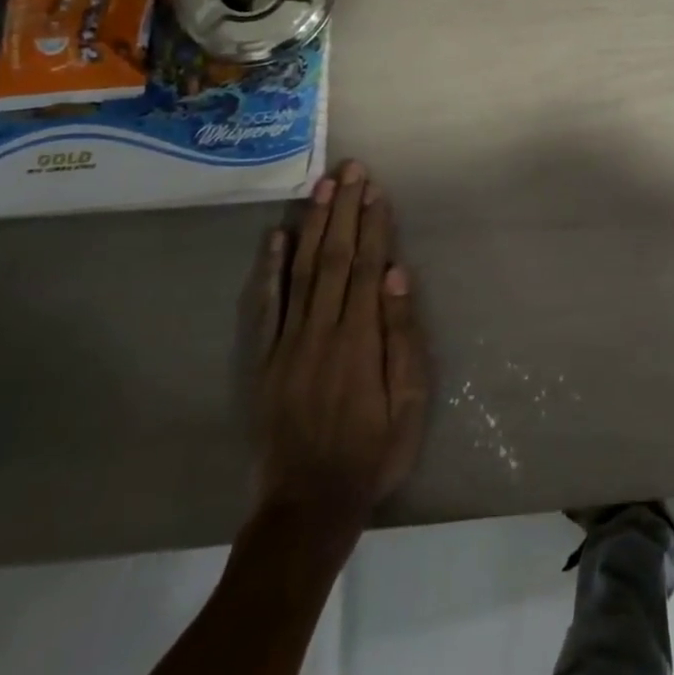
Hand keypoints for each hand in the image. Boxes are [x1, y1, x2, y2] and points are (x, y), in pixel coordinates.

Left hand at [246, 160, 430, 520]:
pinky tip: (276, 238)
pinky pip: (265, 307)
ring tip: (322, 187)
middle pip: (333, 258)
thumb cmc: (372, 451)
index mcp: (360, 340)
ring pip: (301, 271)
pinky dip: (269, 270)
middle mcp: (321, 331)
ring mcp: (287, 344)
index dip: (373, 225)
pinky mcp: (263, 360)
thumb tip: (396, 276)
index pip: (366, 267)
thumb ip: (402, 337)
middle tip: (351, 169)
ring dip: (313, 225)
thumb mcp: (409, 402)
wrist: (307, 505)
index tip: (377, 189)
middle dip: (344, 210)